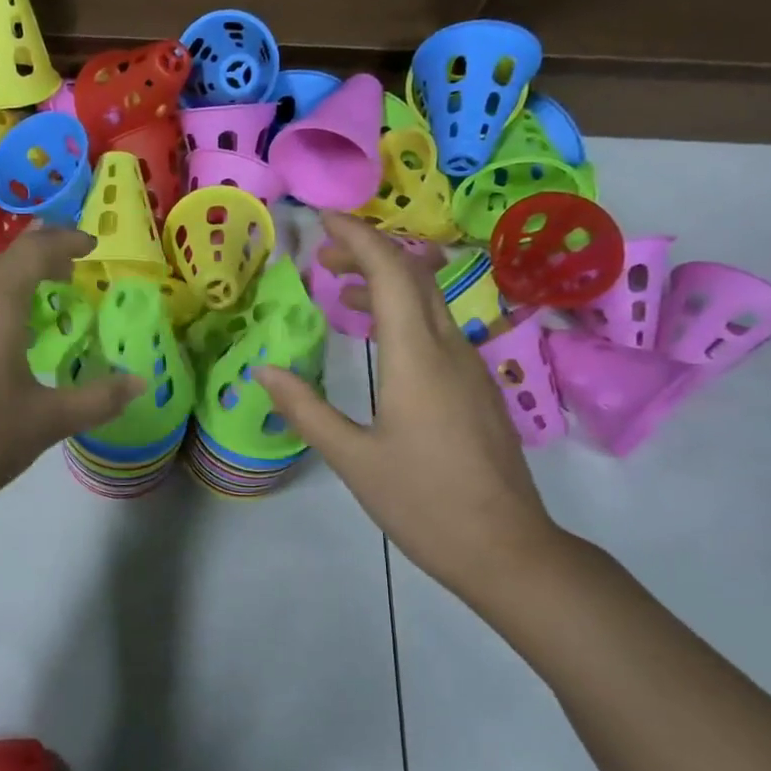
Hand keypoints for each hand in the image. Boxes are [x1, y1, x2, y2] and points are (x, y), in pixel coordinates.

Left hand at [0, 229, 142, 519]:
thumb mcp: (48, 421)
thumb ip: (98, 398)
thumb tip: (139, 383)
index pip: (34, 253)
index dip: (65, 241)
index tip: (93, 246)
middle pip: (5, 259)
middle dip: (42, 254)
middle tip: (73, 268)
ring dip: (16, 276)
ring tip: (45, 294)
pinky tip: (7, 330)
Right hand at [257, 213, 560, 596]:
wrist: (506, 548)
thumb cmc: (423, 503)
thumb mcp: (352, 458)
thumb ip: (306, 409)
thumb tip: (264, 371)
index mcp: (417, 359)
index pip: (392, 274)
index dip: (359, 239)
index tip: (323, 221)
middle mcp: (450, 350)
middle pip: (416, 277)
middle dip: (370, 254)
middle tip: (322, 258)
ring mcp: (471, 369)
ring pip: (431, 303)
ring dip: (388, 284)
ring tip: (342, 295)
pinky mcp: (477, 390)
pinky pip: (439, 330)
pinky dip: (404, 315)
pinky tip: (379, 341)